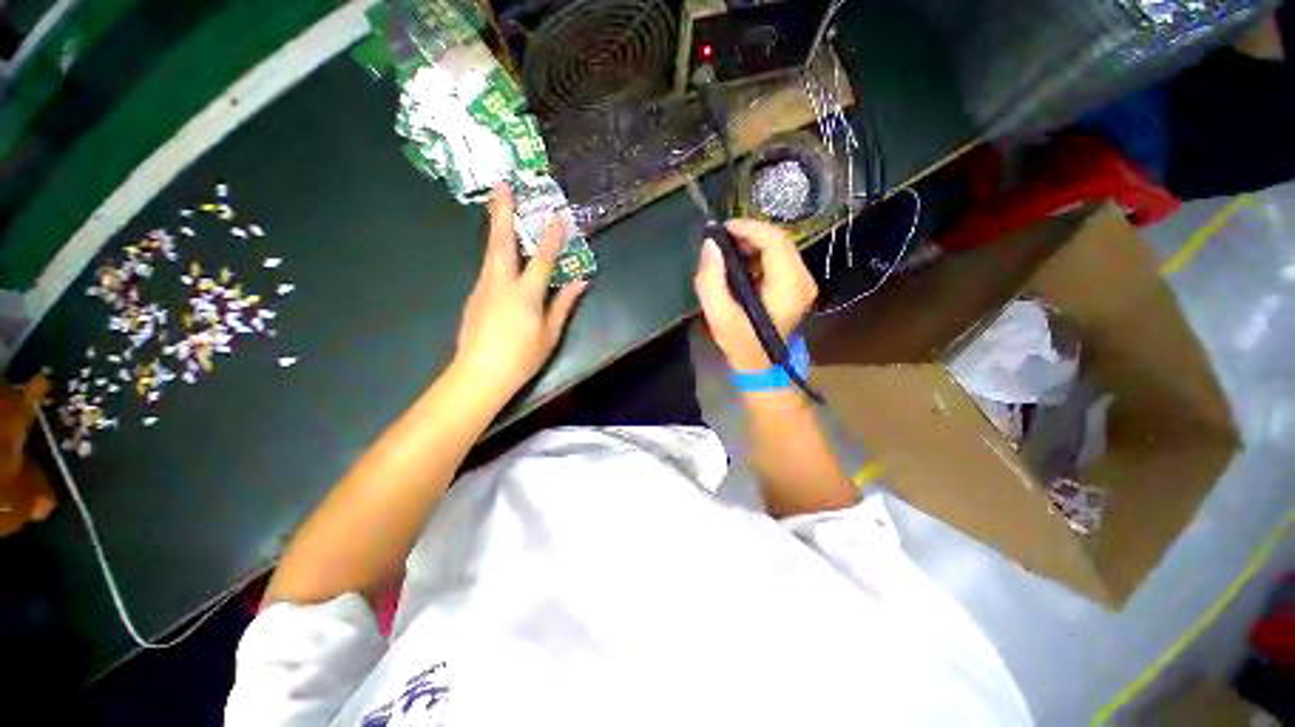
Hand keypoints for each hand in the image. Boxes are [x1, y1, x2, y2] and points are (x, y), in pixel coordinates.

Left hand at [454, 183, 587, 396]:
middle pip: (501, 241)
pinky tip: (500, 251)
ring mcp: (483, 287)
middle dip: (502, 211)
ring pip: (489, 251)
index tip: (557, 214)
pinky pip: (487, 267)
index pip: (541, 259)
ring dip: (495, 226)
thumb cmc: (521, 357)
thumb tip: (581, 282)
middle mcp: (500, 283)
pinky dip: (494, 252)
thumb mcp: (550, 334)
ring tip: (496, 205)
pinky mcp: (474, 295)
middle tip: (500, 184)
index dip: (552, 237)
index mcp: (525, 294)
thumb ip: (564, 304)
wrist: (479, 374)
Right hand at [693, 219, 816, 370]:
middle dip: (749, 233)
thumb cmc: (740, 343)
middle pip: (780, 239)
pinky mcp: (798, 285)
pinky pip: (779, 258)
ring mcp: (803, 282)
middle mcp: (803, 279)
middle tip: (721, 241)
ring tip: (727, 252)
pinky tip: (740, 264)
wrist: (761, 365)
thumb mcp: (719, 316)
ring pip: (780, 247)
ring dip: (753, 243)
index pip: (775, 240)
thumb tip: (710, 244)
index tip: (722, 230)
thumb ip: (711, 280)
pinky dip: (758, 254)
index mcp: (789, 286)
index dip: (748, 227)